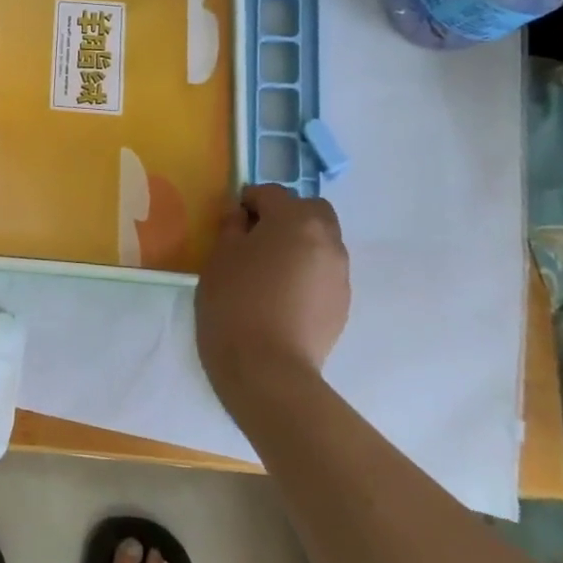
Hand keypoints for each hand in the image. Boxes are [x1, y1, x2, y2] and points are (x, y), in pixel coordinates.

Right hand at [195, 184, 350, 416]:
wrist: (267, 369)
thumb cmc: (235, 302)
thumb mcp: (219, 256)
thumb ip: (232, 227)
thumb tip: (242, 217)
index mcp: (295, 220)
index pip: (271, 193)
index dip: (248, 201)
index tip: (230, 221)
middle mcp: (327, 240)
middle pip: (310, 210)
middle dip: (286, 216)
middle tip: (256, 239)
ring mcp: (340, 273)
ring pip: (322, 242)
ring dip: (299, 244)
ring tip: (269, 271)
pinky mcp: (342, 303)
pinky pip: (324, 272)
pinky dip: (306, 272)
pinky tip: (282, 296)